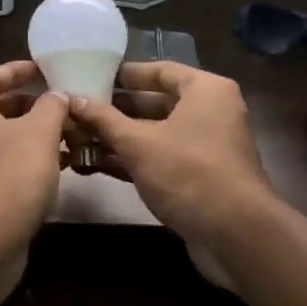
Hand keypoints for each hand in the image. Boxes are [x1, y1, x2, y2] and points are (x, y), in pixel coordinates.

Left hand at [0, 60, 70, 297]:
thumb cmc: (10, 175)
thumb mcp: (40, 132)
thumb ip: (52, 106)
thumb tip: (57, 96)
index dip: (19, 70)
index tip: (45, 69)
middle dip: (32, 106)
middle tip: (64, 107)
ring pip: (1, 139)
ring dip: (33, 135)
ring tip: (70, 136)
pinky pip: (1, 164)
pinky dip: (26, 160)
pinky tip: (58, 167)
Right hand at [68, 62, 274, 289]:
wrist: (235, 234)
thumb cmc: (188, 173)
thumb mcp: (138, 143)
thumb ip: (103, 119)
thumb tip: (71, 99)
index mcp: (204, 90)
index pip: (159, 70)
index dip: (125, 74)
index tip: (92, 76)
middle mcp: (210, 112)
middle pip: (156, 102)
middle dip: (116, 109)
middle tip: (79, 109)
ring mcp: (207, 146)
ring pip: (157, 133)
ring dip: (120, 137)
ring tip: (79, 136)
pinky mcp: (200, 176)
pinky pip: (162, 157)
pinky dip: (134, 159)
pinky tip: (98, 164)